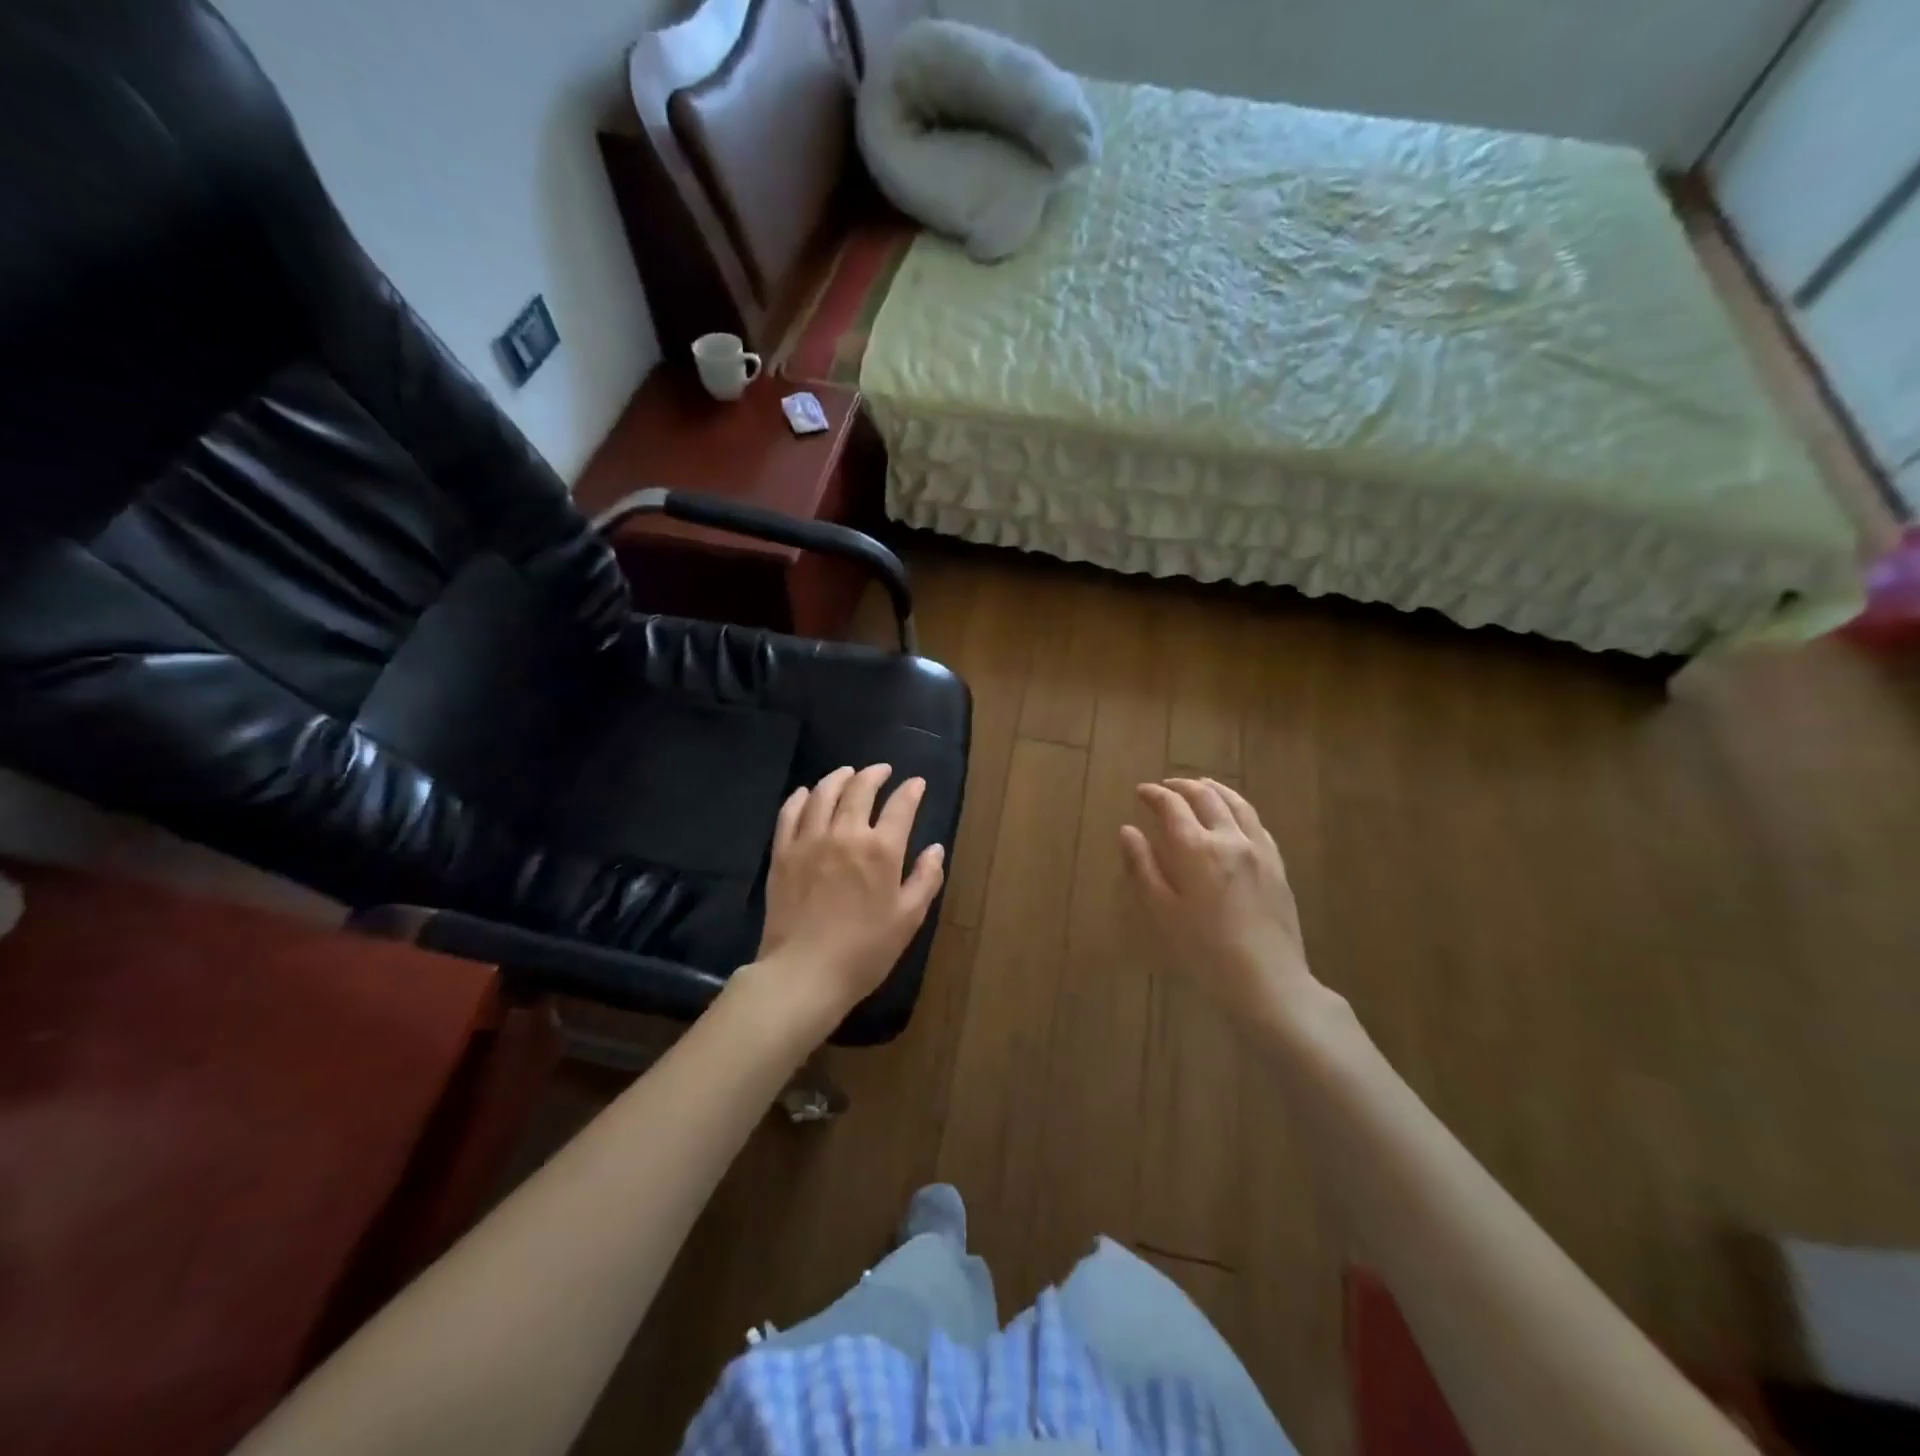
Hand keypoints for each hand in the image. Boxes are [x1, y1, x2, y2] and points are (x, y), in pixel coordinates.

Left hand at [741, 764, 944, 1035]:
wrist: (804, 973)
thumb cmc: (865, 951)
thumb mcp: (908, 919)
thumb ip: (925, 879)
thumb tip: (935, 849)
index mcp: (881, 850)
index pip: (900, 806)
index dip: (911, 790)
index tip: (916, 783)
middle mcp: (845, 834)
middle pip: (859, 790)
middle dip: (874, 774)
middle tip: (882, 770)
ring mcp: (809, 841)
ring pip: (822, 794)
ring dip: (838, 778)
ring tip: (847, 773)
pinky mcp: (782, 854)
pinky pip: (789, 814)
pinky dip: (799, 798)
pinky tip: (805, 793)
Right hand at [1120, 778, 1326, 1034]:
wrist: (1268, 980)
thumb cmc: (1204, 950)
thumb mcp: (1162, 911)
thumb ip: (1143, 866)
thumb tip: (1127, 831)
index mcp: (1195, 848)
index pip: (1172, 806)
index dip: (1154, 794)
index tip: (1141, 792)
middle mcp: (1229, 838)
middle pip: (1206, 796)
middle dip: (1182, 786)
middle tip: (1166, 786)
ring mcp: (1258, 849)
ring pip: (1236, 803)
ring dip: (1214, 789)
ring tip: (1200, 786)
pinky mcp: (1277, 864)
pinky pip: (1257, 822)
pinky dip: (1238, 808)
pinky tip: (1234, 815)